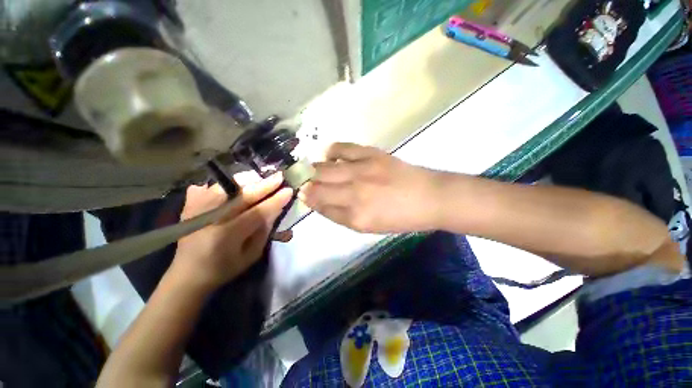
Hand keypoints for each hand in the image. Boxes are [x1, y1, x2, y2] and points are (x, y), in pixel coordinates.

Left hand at [169, 173, 292, 290]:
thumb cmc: (224, 268)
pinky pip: (210, 186)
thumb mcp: (251, 255)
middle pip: (242, 195)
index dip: (275, 200)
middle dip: (265, 185)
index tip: (289, 191)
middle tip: (279, 176)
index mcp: (227, 235)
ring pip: (227, 186)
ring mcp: (197, 208)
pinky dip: (226, 184)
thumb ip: (264, 230)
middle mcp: (210, 218)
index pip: (257, 212)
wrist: (187, 274)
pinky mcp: (190, 205)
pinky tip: (236, 187)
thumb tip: (276, 208)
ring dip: (247, 181)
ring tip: (260, 179)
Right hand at [299, 143, 442, 232]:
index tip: (302, 194)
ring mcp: (361, 170)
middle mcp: (354, 193)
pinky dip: (331, 152)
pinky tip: (330, 156)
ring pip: (323, 168)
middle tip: (303, 182)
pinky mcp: (371, 154)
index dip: (308, 199)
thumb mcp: (368, 227)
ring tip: (312, 170)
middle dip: (305, 184)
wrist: (429, 198)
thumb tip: (319, 202)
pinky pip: (341, 148)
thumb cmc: (399, 218)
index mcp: (355, 217)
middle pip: (317, 186)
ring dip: (313, 170)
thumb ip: (341, 215)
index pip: (319, 206)